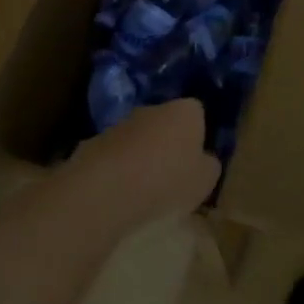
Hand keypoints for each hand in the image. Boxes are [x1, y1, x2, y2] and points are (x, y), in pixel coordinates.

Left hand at [71, 99, 221, 228]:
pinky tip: (118, 194)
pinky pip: (115, 156)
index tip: (196, 162)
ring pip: (139, 139)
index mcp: (185, 111)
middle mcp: (154, 108)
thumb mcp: (204, 181)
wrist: (106, 189)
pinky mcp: (94, 143)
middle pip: (166, 123)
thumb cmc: (167, 181)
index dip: (198, 136)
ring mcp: (121, 124)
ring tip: (143, 191)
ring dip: (141, 157)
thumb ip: (209, 166)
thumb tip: (205, 161)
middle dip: (168, 144)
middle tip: (172, 176)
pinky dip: (118, 170)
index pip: (197, 114)